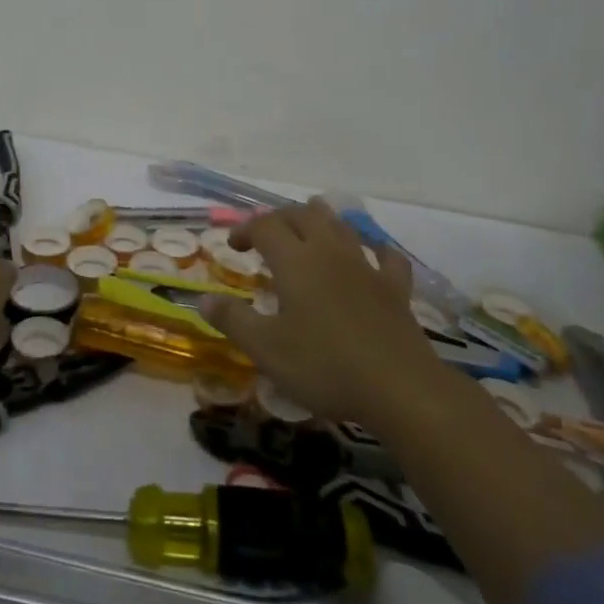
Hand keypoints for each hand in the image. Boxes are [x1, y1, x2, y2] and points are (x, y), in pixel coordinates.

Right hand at [201, 198, 444, 428]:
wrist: (400, 388)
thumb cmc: (324, 366)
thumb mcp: (266, 350)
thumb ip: (233, 321)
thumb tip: (203, 301)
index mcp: (295, 261)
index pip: (264, 227)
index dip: (245, 229)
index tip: (233, 247)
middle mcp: (329, 252)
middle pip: (302, 215)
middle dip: (279, 219)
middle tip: (265, 237)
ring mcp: (366, 266)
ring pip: (341, 225)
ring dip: (320, 221)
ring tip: (307, 231)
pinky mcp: (395, 288)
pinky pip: (386, 256)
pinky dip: (374, 249)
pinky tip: (371, 255)